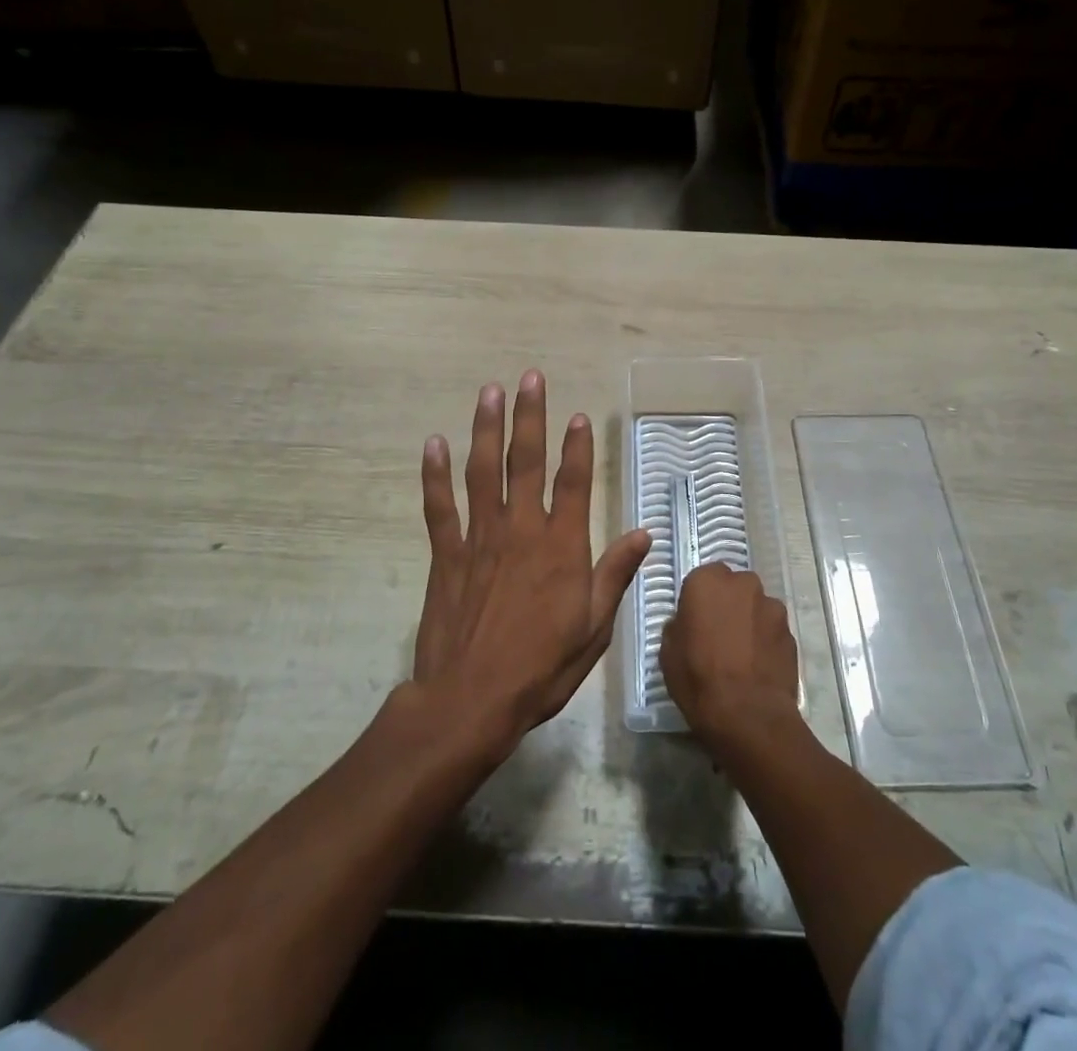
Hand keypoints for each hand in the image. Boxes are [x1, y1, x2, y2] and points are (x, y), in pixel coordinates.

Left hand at [412, 370, 651, 749]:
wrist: (472, 699)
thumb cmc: (542, 666)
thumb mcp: (594, 627)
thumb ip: (615, 574)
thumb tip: (644, 533)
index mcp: (561, 546)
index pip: (574, 483)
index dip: (578, 447)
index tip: (578, 415)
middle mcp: (521, 530)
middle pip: (526, 462)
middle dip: (529, 416)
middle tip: (530, 377)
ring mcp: (480, 538)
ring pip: (483, 472)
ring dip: (486, 429)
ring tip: (490, 392)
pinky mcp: (447, 554)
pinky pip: (439, 506)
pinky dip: (435, 474)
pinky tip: (433, 444)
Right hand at [660, 563, 798, 741]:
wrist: (747, 715)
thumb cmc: (698, 678)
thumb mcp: (668, 651)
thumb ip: (680, 625)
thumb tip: (689, 623)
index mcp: (708, 581)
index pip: (704, 577)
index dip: (701, 598)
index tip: (697, 620)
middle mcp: (743, 584)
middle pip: (735, 587)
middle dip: (729, 604)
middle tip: (720, 634)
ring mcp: (772, 607)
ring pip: (757, 607)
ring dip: (750, 621)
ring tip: (743, 654)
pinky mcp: (791, 632)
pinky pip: (773, 630)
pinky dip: (766, 641)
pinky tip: (759, 666)